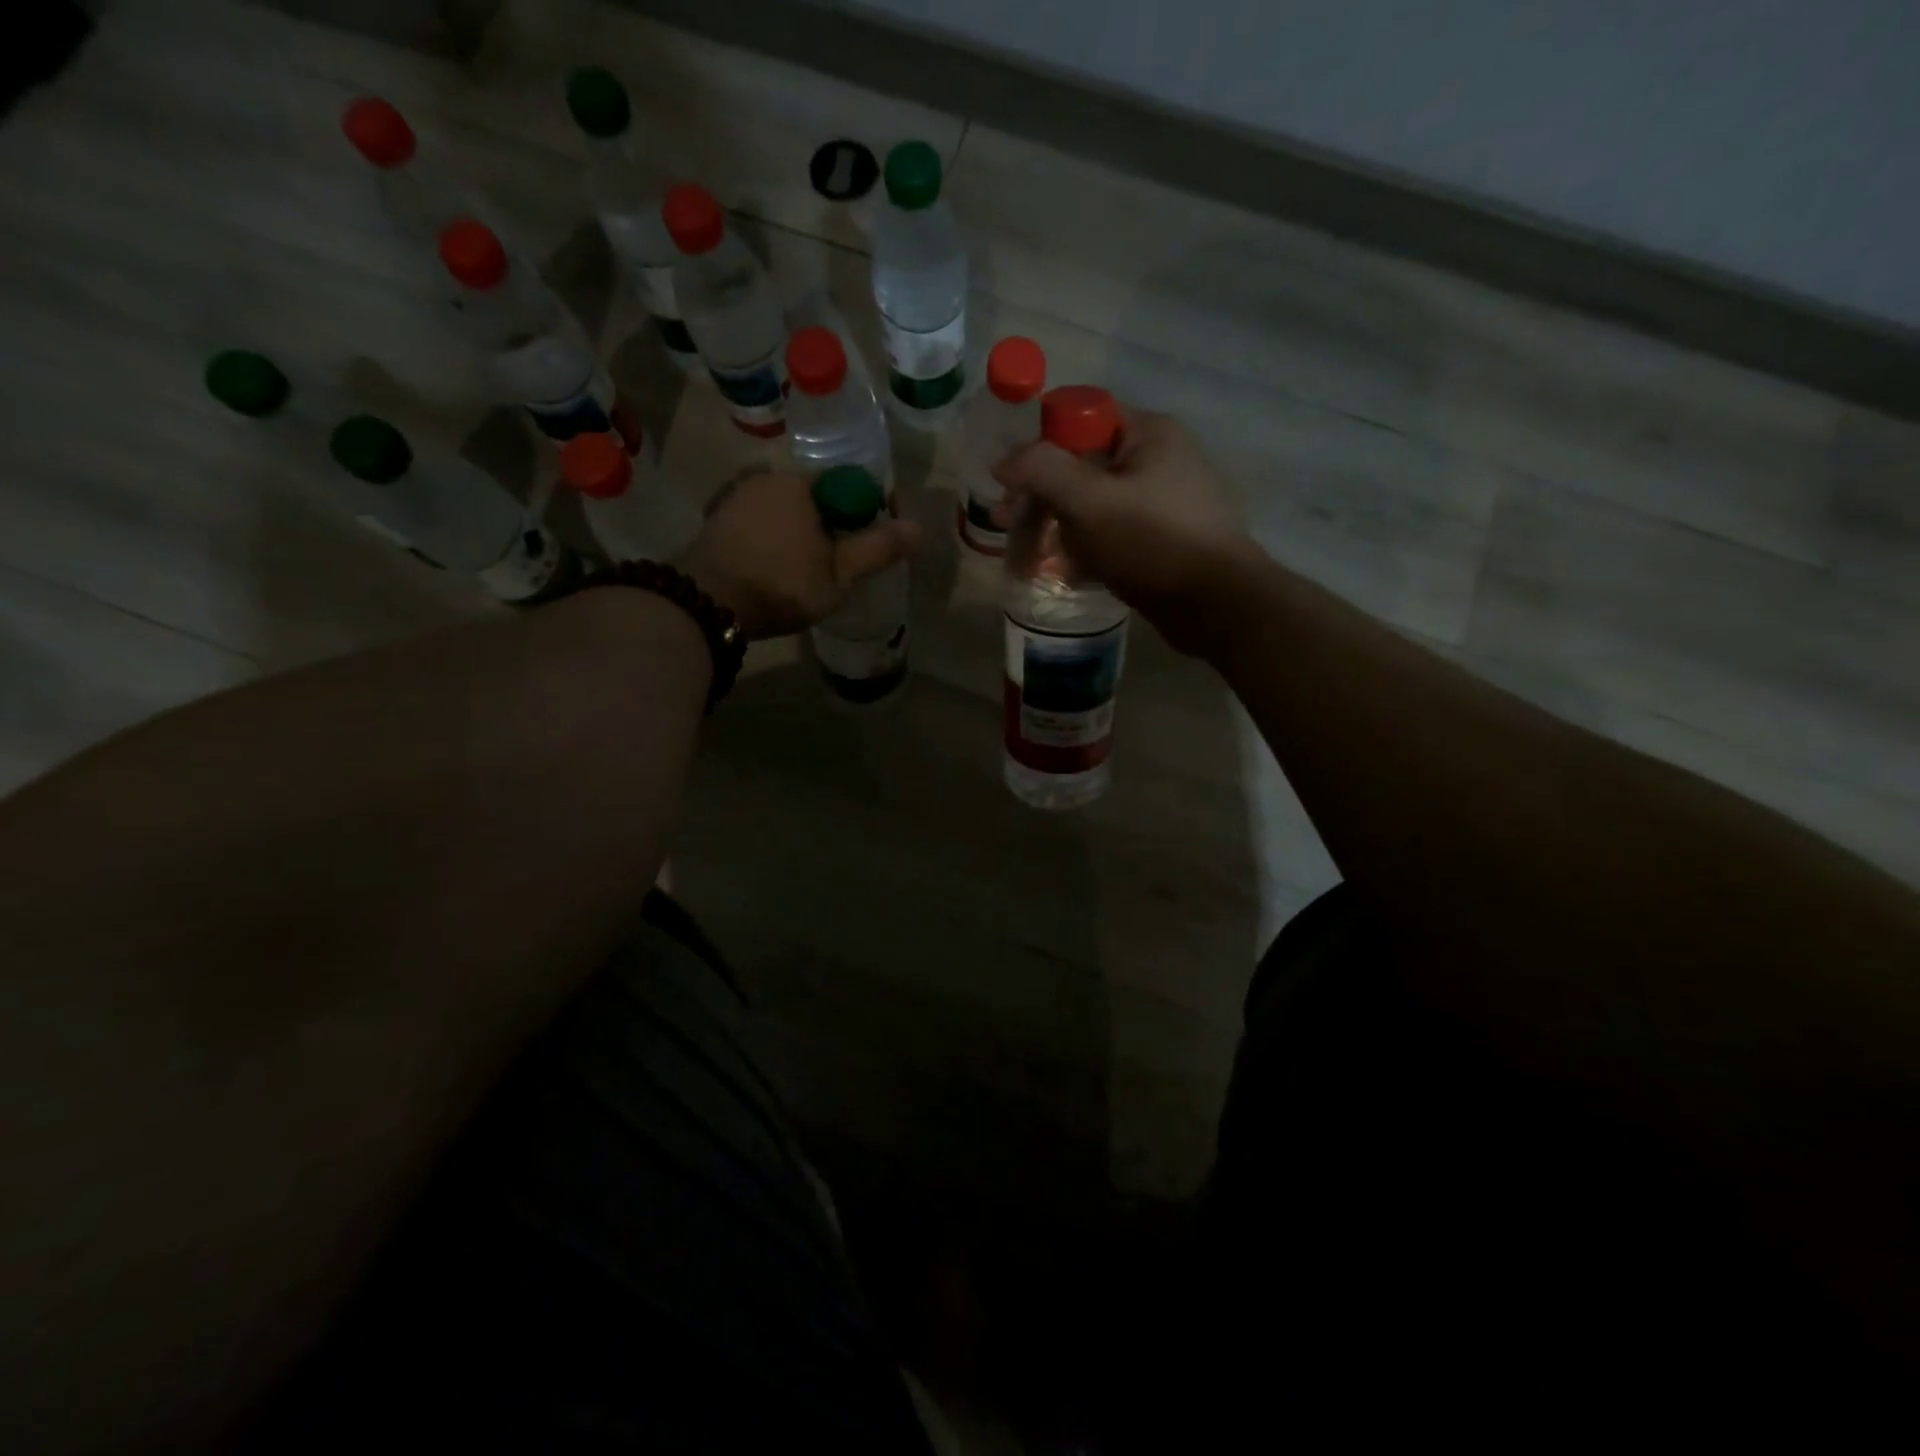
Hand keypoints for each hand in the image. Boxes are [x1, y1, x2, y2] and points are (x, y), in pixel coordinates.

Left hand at [678, 468, 920, 638]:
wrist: (708, 604)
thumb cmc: (782, 584)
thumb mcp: (839, 574)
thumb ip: (877, 548)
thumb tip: (918, 528)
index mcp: (799, 482)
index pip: (846, 485)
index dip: (865, 512)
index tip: (871, 543)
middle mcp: (765, 477)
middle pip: (813, 498)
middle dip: (831, 524)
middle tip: (840, 563)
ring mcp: (735, 497)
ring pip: (784, 511)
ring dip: (800, 533)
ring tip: (808, 569)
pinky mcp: (716, 521)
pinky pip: (759, 524)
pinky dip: (773, 539)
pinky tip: (776, 567)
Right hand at [994, 406, 1256, 651]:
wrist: (1217, 605)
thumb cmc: (1153, 543)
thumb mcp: (1089, 501)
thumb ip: (1041, 470)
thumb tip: (1003, 460)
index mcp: (1148, 433)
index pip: (1079, 419)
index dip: (1039, 447)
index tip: (1011, 487)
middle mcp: (1159, 458)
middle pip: (1083, 467)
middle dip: (1044, 502)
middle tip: (1015, 534)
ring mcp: (1165, 501)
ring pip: (1095, 506)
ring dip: (1062, 531)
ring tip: (1039, 563)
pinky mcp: (1165, 539)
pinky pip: (1114, 534)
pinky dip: (1089, 550)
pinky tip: (1073, 575)